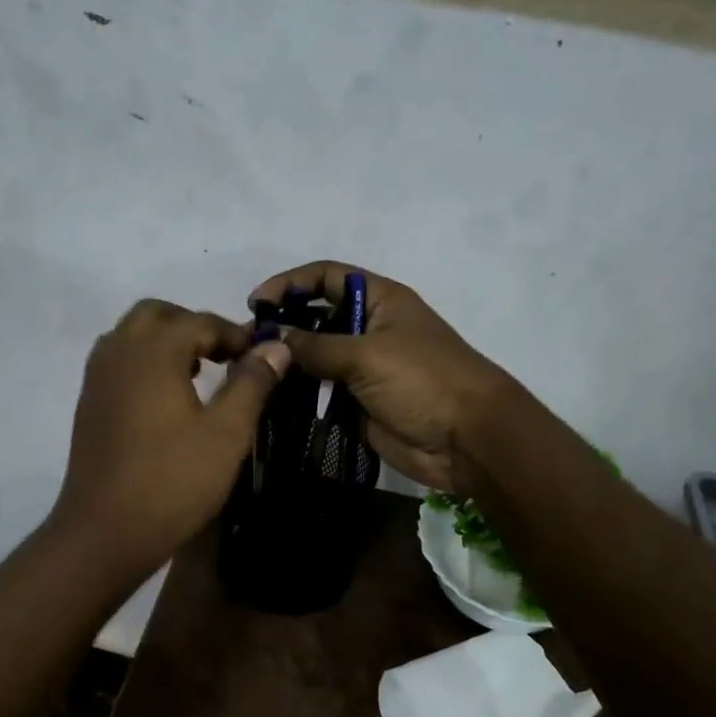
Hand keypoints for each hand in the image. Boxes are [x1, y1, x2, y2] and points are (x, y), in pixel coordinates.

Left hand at [51, 298, 291, 574]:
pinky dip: (146, 361)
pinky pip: (119, 361)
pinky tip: (168, 399)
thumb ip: (252, 383)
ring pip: (133, 335)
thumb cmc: (172, 481)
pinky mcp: (89, 402)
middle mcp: (118, 351)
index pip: (200, 321)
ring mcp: (97, 377)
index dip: (236, 335)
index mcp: (152, 350)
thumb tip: (275, 346)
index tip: (263, 356)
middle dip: (195, 326)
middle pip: (158, 315)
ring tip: (200, 374)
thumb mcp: (226, 433)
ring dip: (167, 341)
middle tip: (227, 356)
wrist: (103, 532)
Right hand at [249, 262, 517, 492]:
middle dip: (283, 325)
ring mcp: (363, 367)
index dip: (290, 283)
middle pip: (316, 316)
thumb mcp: (367, 354)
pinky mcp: (358, 402)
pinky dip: (296, 394)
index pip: (326, 276)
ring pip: (315, 357)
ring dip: (287, 363)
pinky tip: (270, 400)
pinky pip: (320, 392)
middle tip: (247, 345)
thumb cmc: (423, 380)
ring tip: (253, 374)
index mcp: (379, 300)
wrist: (468, 439)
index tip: (256, 304)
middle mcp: (368, 328)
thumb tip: (273, 340)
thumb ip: (316, 346)